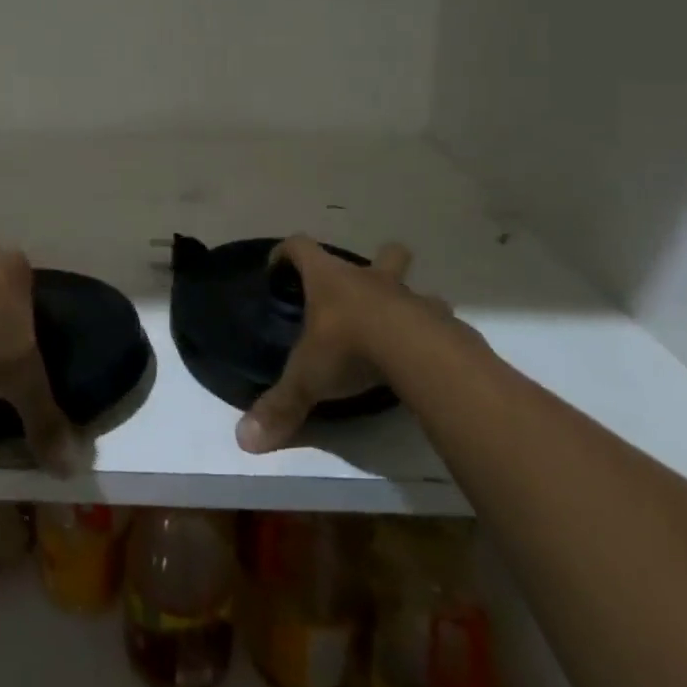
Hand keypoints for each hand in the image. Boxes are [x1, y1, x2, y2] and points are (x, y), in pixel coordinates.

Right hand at [236, 235, 444, 453]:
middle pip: (379, 252)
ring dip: (408, 299)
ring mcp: (408, 297)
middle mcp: (369, 278)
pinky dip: (433, 330)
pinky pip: (439, 319)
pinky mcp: (440, 321)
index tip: (277, 269)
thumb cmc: (350, 348)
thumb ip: (281, 405)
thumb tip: (245, 440)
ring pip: (413, 284)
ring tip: (400, 327)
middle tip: (362, 292)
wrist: (417, 353)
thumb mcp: (308, 378)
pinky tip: (427, 354)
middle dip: (376, 261)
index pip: (300, 246)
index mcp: (329, 278)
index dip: (286, 253)